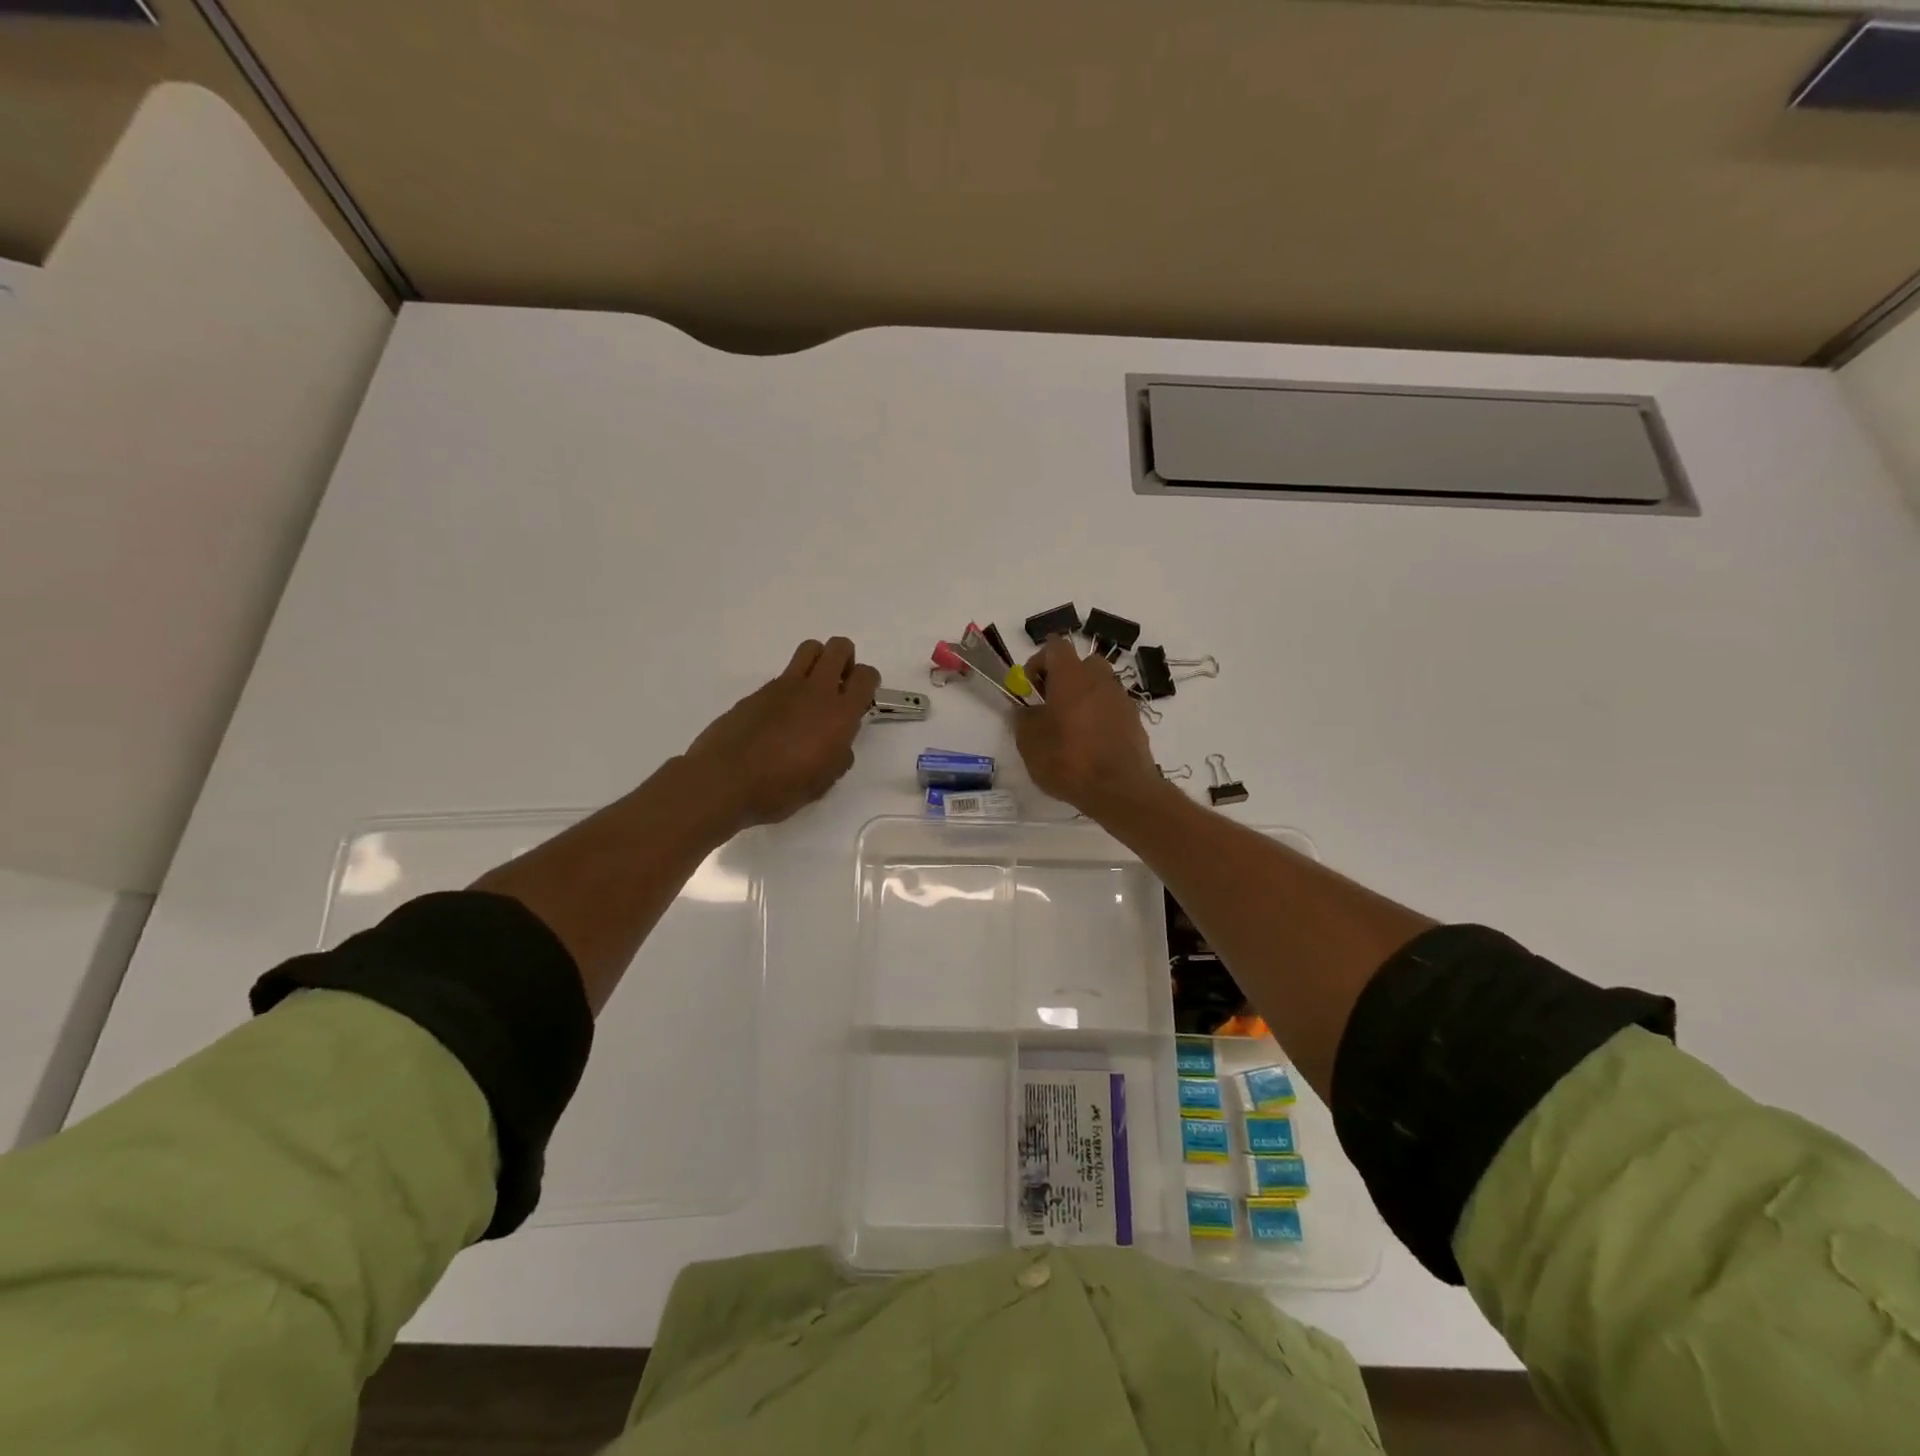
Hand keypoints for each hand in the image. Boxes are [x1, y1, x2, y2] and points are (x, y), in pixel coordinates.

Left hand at [684, 637, 879, 827]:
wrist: (725, 780)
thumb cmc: (781, 788)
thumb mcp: (823, 782)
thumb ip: (839, 756)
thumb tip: (838, 745)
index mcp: (839, 715)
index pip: (865, 676)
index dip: (869, 681)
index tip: (862, 698)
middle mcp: (815, 691)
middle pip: (839, 648)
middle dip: (846, 659)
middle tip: (840, 685)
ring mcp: (784, 686)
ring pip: (810, 649)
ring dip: (819, 660)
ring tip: (813, 690)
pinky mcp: (758, 691)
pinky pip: (784, 675)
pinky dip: (791, 685)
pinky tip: (782, 715)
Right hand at [1015, 636, 1166, 819]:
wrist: (1120, 789)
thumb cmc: (1068, 759)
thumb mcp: (1029, 742)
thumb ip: (1024, 718)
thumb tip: (1027, 710)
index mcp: (1072, 676)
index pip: (1055, 647)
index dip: (1038, 662)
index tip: (1030, 688)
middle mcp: (1100, 679)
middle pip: (1082, 664)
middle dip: (1064, 679)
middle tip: (1050, 706)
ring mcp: (1121, 699)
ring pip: (1099, 687)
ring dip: (1083, 699)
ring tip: (1070, 729)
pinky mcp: (1135, 721)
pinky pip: (1112, 709)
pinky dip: (1100, 718)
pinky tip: (1090, 746)